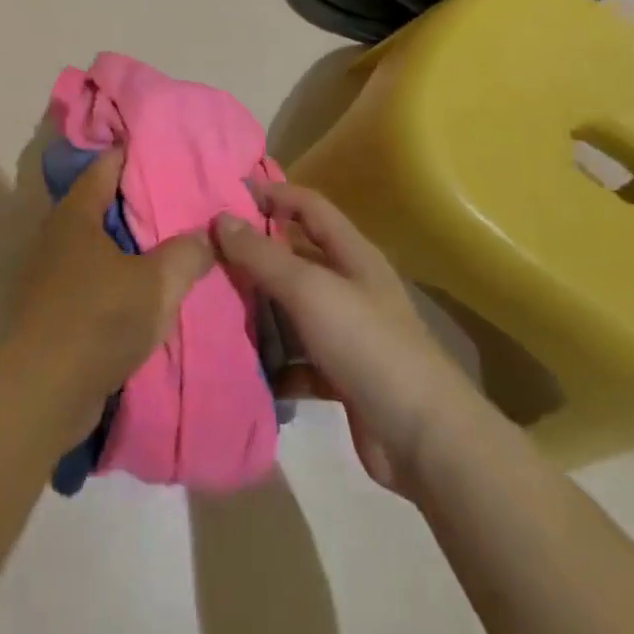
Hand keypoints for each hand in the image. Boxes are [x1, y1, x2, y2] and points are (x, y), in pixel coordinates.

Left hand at [10, 149, 214, 440]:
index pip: (106, 167)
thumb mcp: (155, 285)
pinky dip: (117, 276)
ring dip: (128, 244)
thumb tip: (205, 234)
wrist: (43, 389)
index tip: (165, 150)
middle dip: (137, 202)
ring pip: (97, 244)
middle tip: (179, 198)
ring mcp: (52, 271)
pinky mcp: (54, 307)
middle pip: (101, 204)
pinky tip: (146, 288)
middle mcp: (58, 234)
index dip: (134, 154)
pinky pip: (92, 277)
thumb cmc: (98, 319)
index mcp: (76, 213)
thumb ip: (186, 254)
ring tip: (171, 243)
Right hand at [213, 181, 478, 498]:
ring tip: (212, 305)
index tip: (226, 195)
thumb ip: (263, 255)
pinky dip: (274, 360)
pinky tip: (244, 362)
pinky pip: (297, 357)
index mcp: (352, 255)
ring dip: (260, 309)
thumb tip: (220, 218)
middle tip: (208, 253)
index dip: (272, 194)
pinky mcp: (342, 376)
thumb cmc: (367, 345)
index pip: (308, 206)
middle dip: (255, 253)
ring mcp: (348, 333)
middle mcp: (351, 287)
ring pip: (293, 309)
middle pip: (296, 256)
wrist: (425, 440)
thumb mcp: (310, 290)